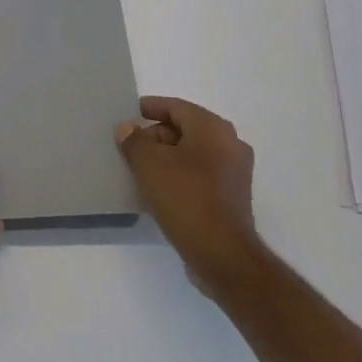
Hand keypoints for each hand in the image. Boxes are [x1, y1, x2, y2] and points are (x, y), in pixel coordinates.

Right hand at [115, 97, 260, 286]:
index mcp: (213, 128)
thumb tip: (127, 128)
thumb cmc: (186, 198)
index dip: (151, 108)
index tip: (130, 114)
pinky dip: (180, 175)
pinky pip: (201, 174)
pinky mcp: (232, 196)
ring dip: (167, 157)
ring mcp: (235, 172)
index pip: (176, 107)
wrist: (222, 254)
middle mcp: (230, 144)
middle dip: (156, 135)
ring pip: (193, 153)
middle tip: (131, 146)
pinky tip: (159, 189)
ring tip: (140, 168)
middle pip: (186, 129)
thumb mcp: (149, 164)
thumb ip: (134, 141)